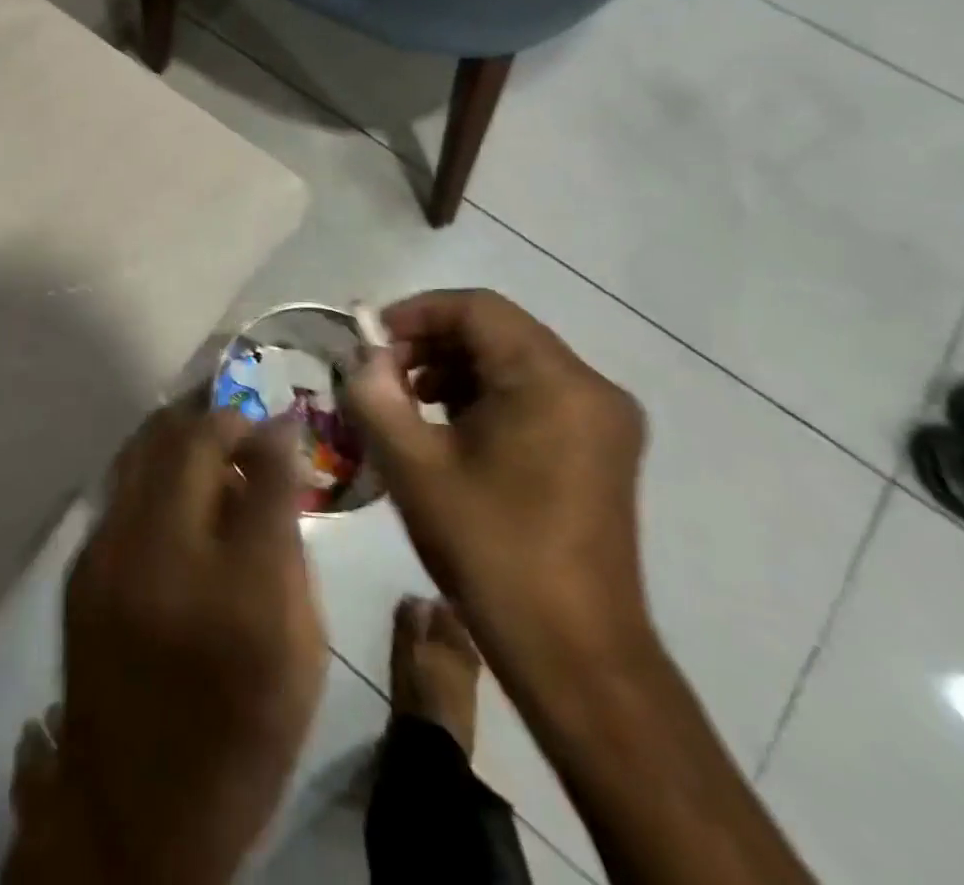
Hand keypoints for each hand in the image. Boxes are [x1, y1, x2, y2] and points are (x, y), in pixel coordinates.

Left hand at [8, 405, 327, 884]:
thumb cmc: (240, 735)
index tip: (282, 422)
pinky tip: (171, 487)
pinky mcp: (80, 563)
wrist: (134, 809)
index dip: (277, 434)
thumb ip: (290, 548)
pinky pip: (122, 484)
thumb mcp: (300, 652)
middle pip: (190, 441)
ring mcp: (109, 552)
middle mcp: (163, 554)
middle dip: (223, 419)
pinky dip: (153, 468)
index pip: (264, 472)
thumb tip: (278, 467)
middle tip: (243, 429)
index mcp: (239, 590)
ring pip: (144, 447)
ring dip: (181, 434)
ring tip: (207, 444)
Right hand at [344, 290, 650, 670]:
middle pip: (497, 331)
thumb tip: (361, 358)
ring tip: (408, 404)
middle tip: (382, 376)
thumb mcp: (414, 468)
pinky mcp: (601, 448)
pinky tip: (448, 430)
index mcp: (552, 381)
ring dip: (454, 370)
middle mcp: (590, 387)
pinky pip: (534, 394)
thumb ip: (376, 397)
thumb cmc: (491, 551)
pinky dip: (485, 396)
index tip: (369, 343)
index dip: (415, 314)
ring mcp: (602, 420)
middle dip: (431, 344)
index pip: (476, 308)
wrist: (575, 655)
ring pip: (514, 361)